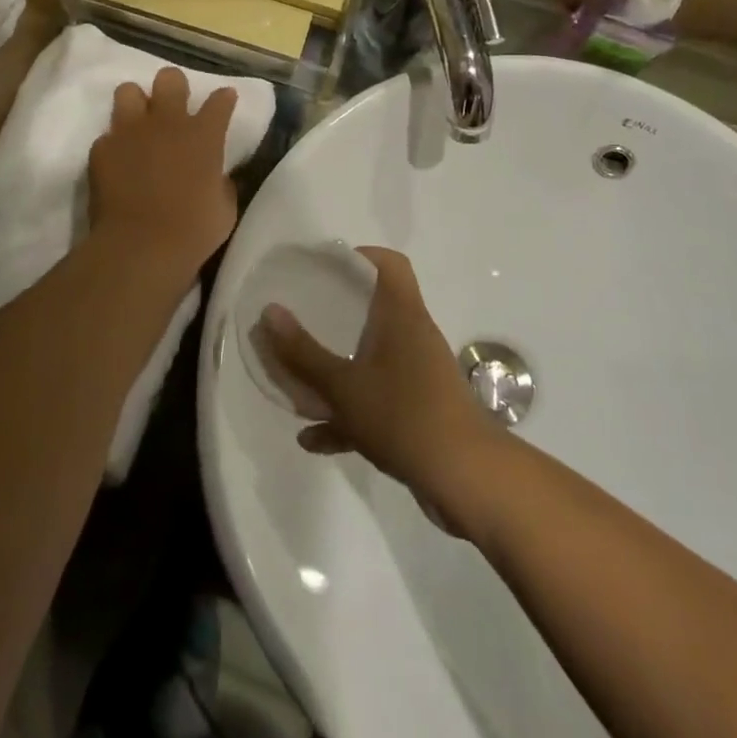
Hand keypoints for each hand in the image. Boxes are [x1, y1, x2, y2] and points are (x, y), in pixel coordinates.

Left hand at [88, 67, 238, 280]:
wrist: (140, 246)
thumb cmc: (193, 231)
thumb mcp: (224, 208)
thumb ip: (221, 182)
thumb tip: (218, 177)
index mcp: (204, 135)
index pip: (220, 101)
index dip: (224, 99)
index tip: (225, 100)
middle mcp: (167, 122)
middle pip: (170, 79)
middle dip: (174, 87)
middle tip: (174, 106)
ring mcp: (130, 131)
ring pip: (128, 91)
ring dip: (136, 104)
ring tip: (139, 124)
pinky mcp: (101, 148)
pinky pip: (108, 135)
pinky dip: (115, 146)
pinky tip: (119, 162)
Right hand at [255, 247, 501, 511]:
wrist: (467, 480)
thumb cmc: (404, 416)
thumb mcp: (343, 386)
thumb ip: (303, 352)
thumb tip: (269, 310)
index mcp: (402, 316)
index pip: (390, 264)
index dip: (361, 256)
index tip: (326, 267)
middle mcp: (413, 338)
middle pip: (376, 310)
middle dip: (338, 315)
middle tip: (304, 318)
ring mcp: (418, 377)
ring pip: (373, 359)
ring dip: (338, 370)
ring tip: (300, 381)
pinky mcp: (419, 414)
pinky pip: (377, 402)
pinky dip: (348, 415)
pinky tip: (314, 438)